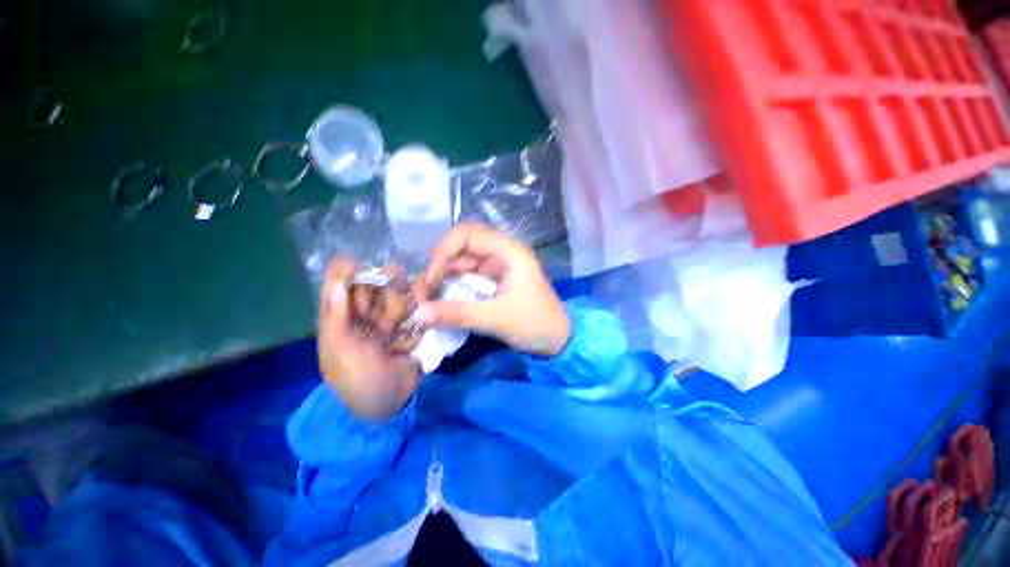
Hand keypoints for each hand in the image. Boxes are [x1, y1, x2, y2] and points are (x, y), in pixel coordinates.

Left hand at [317, 258, 422, 419]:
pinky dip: (419, 315)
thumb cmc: (357, 379)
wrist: (390, 404)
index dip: (352, 274)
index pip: (341, 281)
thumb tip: (339, 281)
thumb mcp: (340, 351)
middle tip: (387, 319)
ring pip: (399, 292)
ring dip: (403, 308)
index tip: (365, 276)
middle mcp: (366, 312)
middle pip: (376, 282)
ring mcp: (391, 317)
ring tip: (401, 330)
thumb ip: (337, 316)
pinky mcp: (411, 324)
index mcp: (341, 317)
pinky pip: (417, 307)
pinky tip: (412, 336)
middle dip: (385, 296)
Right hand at [414, 224, 570, 356]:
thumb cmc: (535, 324)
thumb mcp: (497, 318)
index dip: (444, 251)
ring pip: (460, 265)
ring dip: (441, 280)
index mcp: (508, 251)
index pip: (468, 234)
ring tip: (426, 302)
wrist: (558, 341)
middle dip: (438, 268)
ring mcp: (495, 269)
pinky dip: (450, 289)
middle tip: (422, 294)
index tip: (432, 278)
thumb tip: (417, 314)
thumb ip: (458, 314)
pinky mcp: (491, 283)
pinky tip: (439, 303)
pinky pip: (465, 280)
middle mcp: (500, 254)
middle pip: (460, 249)